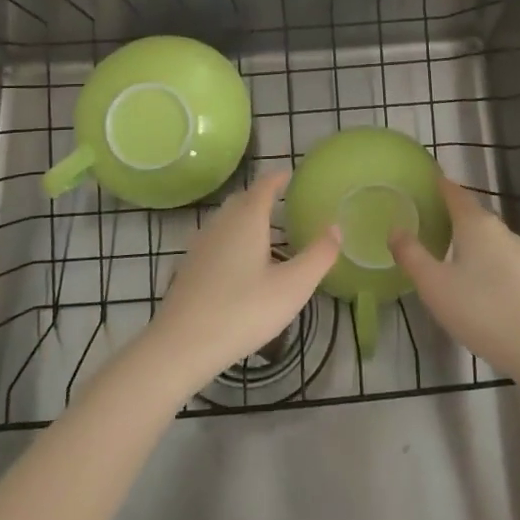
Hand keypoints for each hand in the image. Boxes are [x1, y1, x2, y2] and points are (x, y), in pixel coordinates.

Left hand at [138, 170, 339, 396]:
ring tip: (266, 234)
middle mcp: (221, 223)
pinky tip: (240, 265)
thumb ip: (318, 255)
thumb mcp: (293, 287)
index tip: (291, 175)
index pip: (264, 185)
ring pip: (226, 220)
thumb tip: (336, 227)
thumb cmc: (244, 310)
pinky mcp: (189, 266)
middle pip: (243, 199)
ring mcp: (200, 244)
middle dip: (262, 197)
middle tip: (283, 204)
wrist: (182, 344)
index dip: (278, 178)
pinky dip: (232, 240)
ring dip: (246, 219)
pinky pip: (216, 240)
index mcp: (247, 219)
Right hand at [391, 177, 519, 379]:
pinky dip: (485, 259)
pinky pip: (501, 257)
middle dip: (451, 213)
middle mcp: (501, 230)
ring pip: (489, 237)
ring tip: (449, 251)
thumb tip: (395, 229)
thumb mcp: (434, 285)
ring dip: (469, 238)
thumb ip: (412, 255)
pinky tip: (477, 280)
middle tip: (428, 220)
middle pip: (473, 213)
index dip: (439, 185)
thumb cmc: (481, 310)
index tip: (425, 182)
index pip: (455, 192)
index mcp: (476, 224)